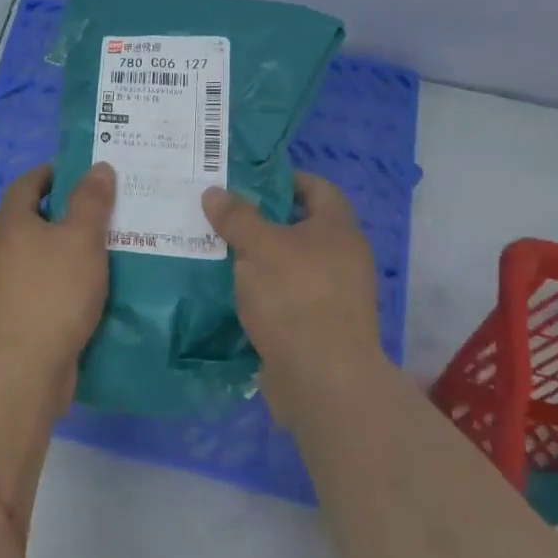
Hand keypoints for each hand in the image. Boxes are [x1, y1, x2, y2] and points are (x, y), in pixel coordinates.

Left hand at [0, 162, 116, 390]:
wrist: (22, 369)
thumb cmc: (53, 293)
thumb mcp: (81, 240)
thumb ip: (91, 202)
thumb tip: (98, 167)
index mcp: (9, 223)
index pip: (27, 183)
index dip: (54, 174)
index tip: (83, 174)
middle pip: (30, 219)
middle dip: (64, 213)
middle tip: (103, 212)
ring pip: (36, 255)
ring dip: (63, 250)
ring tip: (102, 251)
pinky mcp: (10, 316)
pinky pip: (39, 286)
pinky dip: (60, 281)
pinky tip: (88, 291)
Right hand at [201, 173, 380, 418]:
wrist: (322, 379)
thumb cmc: (295, 297)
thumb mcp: (259, 248)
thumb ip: (236, 217)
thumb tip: (214, 192)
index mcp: (338, 229)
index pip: (316, 187)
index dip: (284, 179)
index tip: (247, 181)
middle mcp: (342, 257)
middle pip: (300, 226)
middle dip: (262, 219)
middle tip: (222, 215)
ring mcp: (333, 293)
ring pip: (289, 263)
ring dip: (258, 257)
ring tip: (217, 251)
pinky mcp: (318, 324)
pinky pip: (286, 294)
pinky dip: (262, 289)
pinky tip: (231, 290)